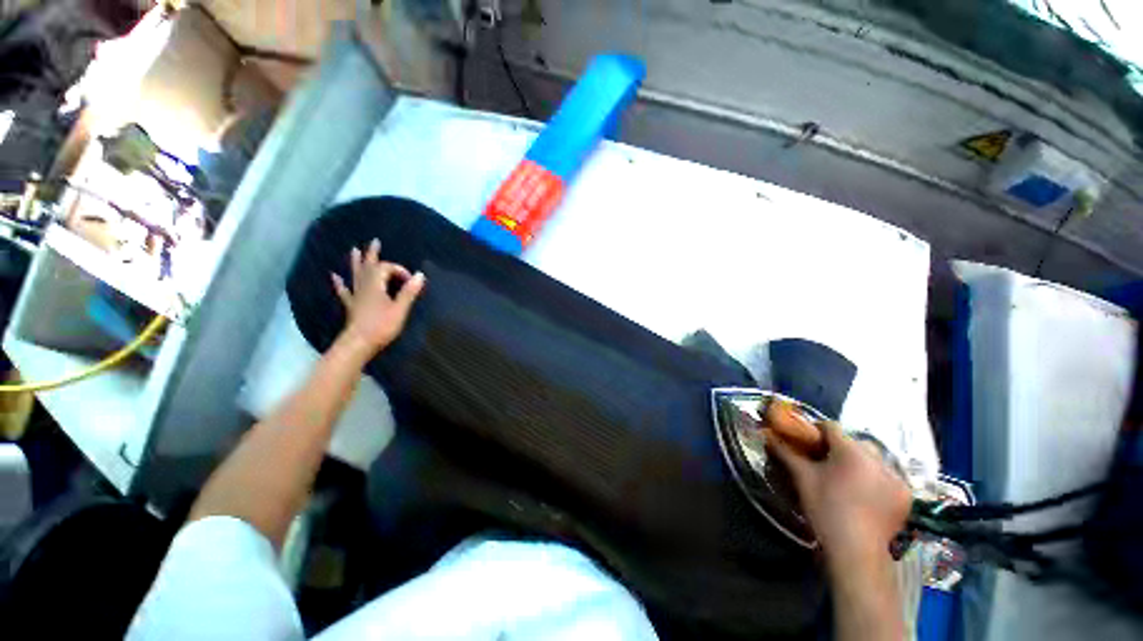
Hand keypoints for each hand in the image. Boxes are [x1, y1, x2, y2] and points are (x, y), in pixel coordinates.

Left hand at [330, 239, 424, 354]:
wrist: (358, 344)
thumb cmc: (381, 326)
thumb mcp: (399, 309)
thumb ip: (409, 292)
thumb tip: (420, 275)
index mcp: (376, 286)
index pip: (387, 269)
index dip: (399, 270)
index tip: (411, 281)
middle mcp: (364, 287)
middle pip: (368, 267)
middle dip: (373, 254)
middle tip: (375, 242)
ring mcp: (356, 297)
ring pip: (356, 275)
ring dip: (356, 262)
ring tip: (354, 250)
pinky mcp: (352, 307)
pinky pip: (345, 292)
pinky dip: (340, 283)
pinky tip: (335, 277)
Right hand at [768, 422, 910, 571]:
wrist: (856, 551)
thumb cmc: (825, 508)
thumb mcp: (802, 478)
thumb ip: (786, 452)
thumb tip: (767, 434)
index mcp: (851, 451)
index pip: (831, 427)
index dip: (816, 430)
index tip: (806, 441)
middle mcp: (878, 458)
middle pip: (853, 442)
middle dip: (838, 447)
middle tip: (824, 462)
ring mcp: (896, 476)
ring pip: (873, 458)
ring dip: (858, 461)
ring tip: (846, 478)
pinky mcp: (906, 494)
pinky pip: (888, 475)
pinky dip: (876, 478)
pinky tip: (865, 492)